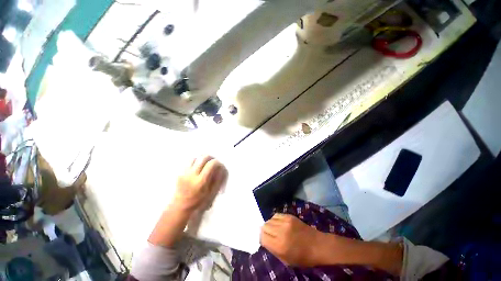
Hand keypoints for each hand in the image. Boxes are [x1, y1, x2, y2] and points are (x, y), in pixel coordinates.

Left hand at [172, 155, 226, 212]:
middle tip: (213, 163)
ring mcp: (184, 174)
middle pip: (203, 157)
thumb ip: (218, 180)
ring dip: (201, 160)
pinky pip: (188, 163)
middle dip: (210, 158)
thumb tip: (222, 168)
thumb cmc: (199, 203)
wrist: (180, 209)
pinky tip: (197, 170)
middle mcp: (192, 175)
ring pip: (195, 158)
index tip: (219, 166)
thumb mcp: (212, 194)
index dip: (217, 163)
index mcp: (201, 181)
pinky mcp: (179, 174)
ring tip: (205, 166)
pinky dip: (195, 163)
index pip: (211, 164)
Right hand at [260, 213, 322, 266]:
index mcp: (279, 246)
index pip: (262, 237)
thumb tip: (264, 240)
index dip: (262, 239)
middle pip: (264, 227)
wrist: (317, 245)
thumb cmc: (303, 257)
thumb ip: (273, 250)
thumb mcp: (286, 260)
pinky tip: (278, 224)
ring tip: (274, 229)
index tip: (265, 241)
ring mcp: (285, 222)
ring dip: (269, 225)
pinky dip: (275, 219)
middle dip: (264, 231)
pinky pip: (276, 215)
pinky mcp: (289, 216)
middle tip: (269, 235)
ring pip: (269, 220)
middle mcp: (280, 232)